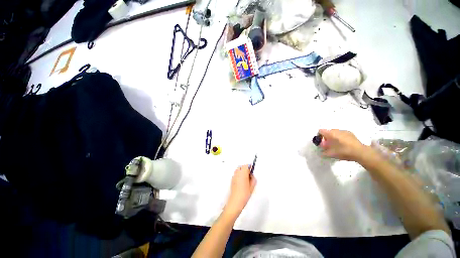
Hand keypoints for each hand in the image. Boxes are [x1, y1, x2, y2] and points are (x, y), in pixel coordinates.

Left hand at [224, 165, 256, 217]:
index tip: (252, 169)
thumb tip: (252, 175)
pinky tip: (241, 181)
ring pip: (238, 170)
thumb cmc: (245, 194)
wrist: (236, 201)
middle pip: (241, 166)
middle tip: (249, 174)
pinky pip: (236, 174)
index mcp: (243, 173)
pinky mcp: (232, 180)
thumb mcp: (252, 186)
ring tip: (245, 177)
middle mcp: (238, 173)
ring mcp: (234, 176)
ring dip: (241, 171)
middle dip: (245, 168)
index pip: (246, 165)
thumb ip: (253, 179)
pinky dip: (238, 175)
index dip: (249, 166)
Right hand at [318, 129, 367, 161]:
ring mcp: (345, 131)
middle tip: (327, 145)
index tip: (320, 142)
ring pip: (335, 133)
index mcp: (330, 133)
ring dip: (334, 137)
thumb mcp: (330, 154)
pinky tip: (343, 145)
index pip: (320, 131)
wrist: (360, 152)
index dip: (319, 136)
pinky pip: (342, 134)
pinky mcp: (351, 134)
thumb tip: (320, 152)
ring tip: (336, 145)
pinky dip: (340, 138)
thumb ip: (323, 152)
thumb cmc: (343, 151)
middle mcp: (337, 130)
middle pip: (328, 131)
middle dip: (326, 137)